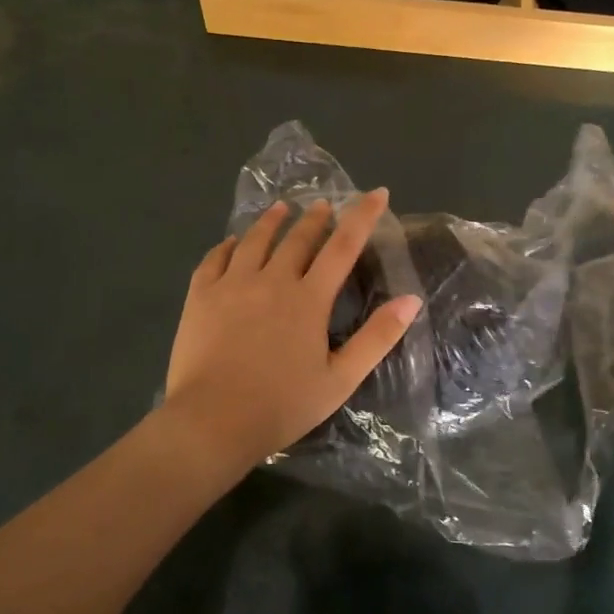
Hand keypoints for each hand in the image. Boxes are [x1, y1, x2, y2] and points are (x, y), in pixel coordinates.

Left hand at [165, 190, 422, 466]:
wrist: (213, 421)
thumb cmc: (282, 405)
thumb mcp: (340, 379)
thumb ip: (377, 337)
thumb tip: (412, 299)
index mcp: (309, 299)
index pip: (343, 246)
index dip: (363, 216)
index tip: (377, 192)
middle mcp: (272, 280)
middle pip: (298, 238)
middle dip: (316, 217)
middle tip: (324, 204)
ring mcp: (232, 285)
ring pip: (255, 241)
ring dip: (272, 221)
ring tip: (281, 208)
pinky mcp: (201, 296)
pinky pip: (215, 259)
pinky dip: (228, 245)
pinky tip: (232, 242)